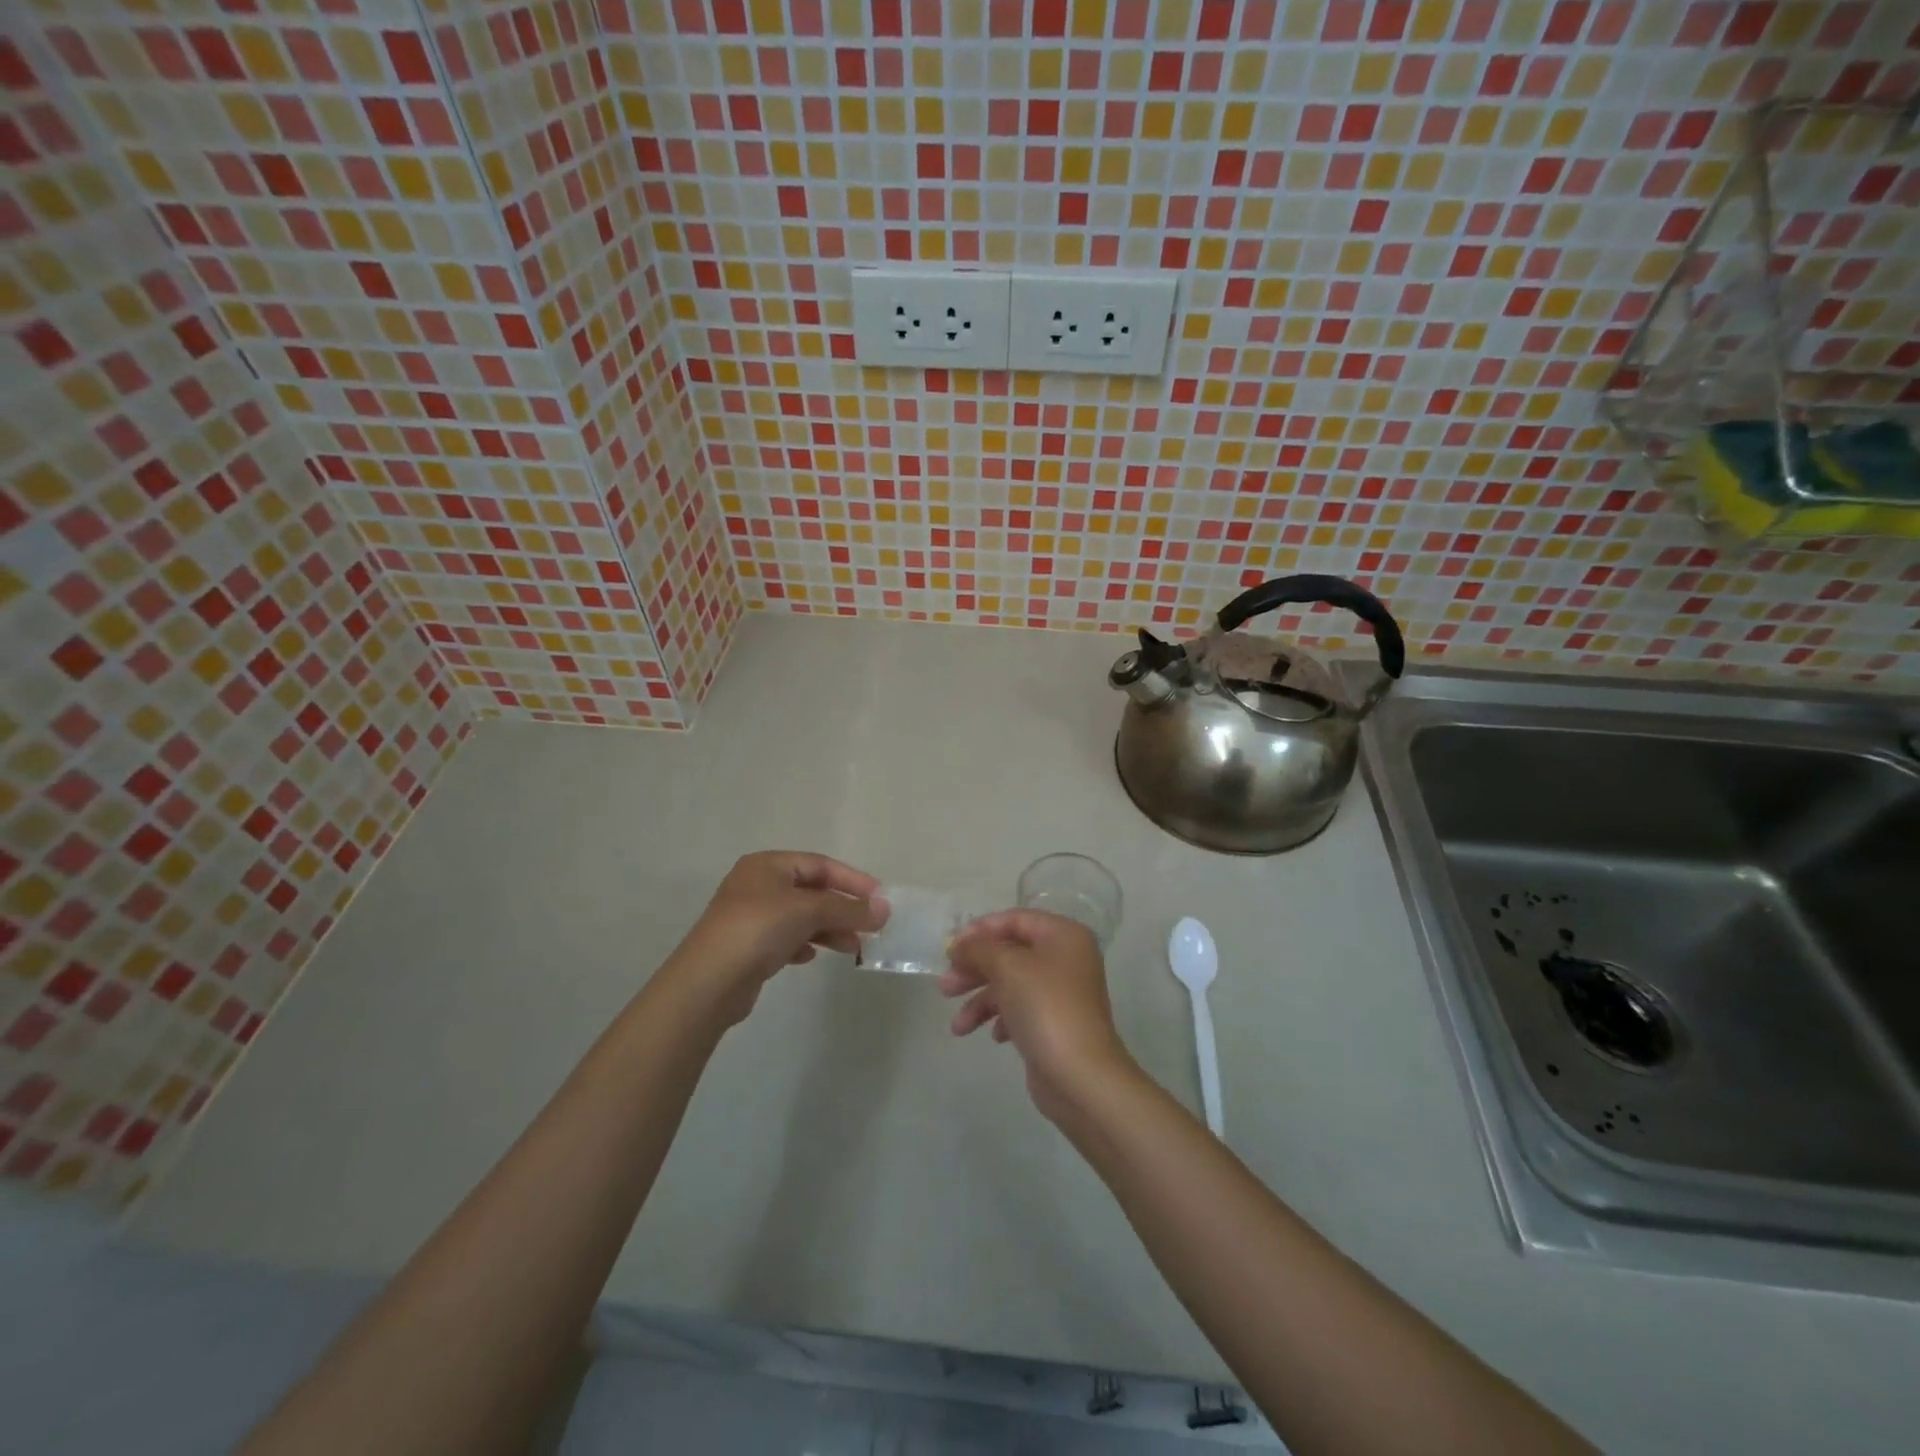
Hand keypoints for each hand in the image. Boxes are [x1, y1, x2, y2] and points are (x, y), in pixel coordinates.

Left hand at [669, 851, 885, 1025]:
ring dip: (828, 928)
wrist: (708, 983)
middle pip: (811, 891)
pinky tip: (813, 956)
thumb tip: (885, 909)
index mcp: (767, 865)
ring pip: (800, 917)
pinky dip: (805, 943)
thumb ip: (849, 909)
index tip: (879, 899)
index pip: (820, 865)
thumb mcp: (808, 911)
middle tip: (870, 926)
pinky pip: (785, 938)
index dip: (852, 880)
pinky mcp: (747, 947)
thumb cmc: (758, 930)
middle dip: (842, 908)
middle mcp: (757, 885)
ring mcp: (750, 916)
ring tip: (852, 947)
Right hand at [941, 909, 1138, 1123]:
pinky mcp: (1055, 1022)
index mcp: (1063, 935)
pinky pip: (1021, 1009)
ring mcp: (1061, 992)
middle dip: (975, 969)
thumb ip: (979, 949)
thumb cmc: (1045, 1008)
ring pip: (1011, 984)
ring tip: (958, 1026)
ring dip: (981, 1000)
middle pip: (1010, 953)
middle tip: (945, 987)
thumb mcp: (1007, 968)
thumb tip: (959, 944)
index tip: (951, 948)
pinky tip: (994, 1036)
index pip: (1015, 919)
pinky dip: (1001, 1018)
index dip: (980, 930)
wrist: (1080, 1076)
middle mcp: (1065, 958)